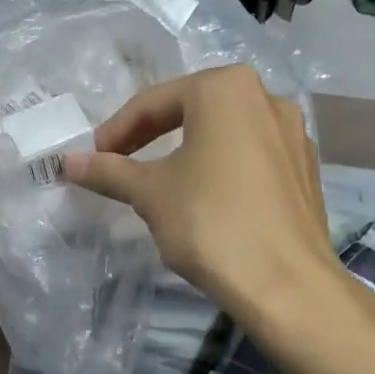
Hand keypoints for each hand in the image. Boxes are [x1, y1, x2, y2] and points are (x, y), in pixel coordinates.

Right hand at [64, 65, 332, 320]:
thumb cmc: (211, 223)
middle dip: (150, 136)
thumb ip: (108, 171)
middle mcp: (266, 97)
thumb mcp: (150, 194)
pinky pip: (250, 157)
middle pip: (191, 110)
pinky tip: (206, 201)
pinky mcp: (306, 169)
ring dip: (185, 152)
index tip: (92, 158)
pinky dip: (220, 169)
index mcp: (226, 88)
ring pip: (223, 134)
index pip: (154, 102)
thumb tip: (68, 162)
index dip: (116, 131)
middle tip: (119, 164)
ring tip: (159, 184)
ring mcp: (293, 133)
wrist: (286, 285)